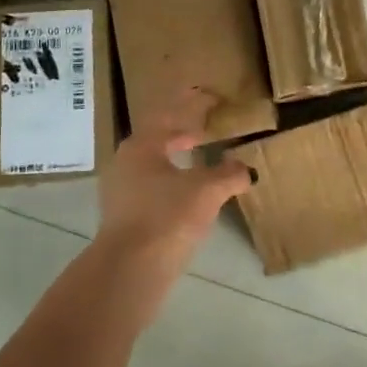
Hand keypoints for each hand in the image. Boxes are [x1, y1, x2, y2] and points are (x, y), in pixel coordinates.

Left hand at [92, 86, 250, 313]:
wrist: (130, 269)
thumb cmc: (167, 216)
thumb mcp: (206, 191)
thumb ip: (228, 175)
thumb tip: (246, 169)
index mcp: (141, 145)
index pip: (168, 114)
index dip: (191, 104)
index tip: (209, 97)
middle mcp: (126, 163)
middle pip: (157, 138)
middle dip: (182, 132)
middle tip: (206, 128)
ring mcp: (121, 192)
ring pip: (153, 165)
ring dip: (177, 158)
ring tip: (201, 161)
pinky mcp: (124, 218)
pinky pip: (152, 187)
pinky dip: (172, 182)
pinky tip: (189, 194)